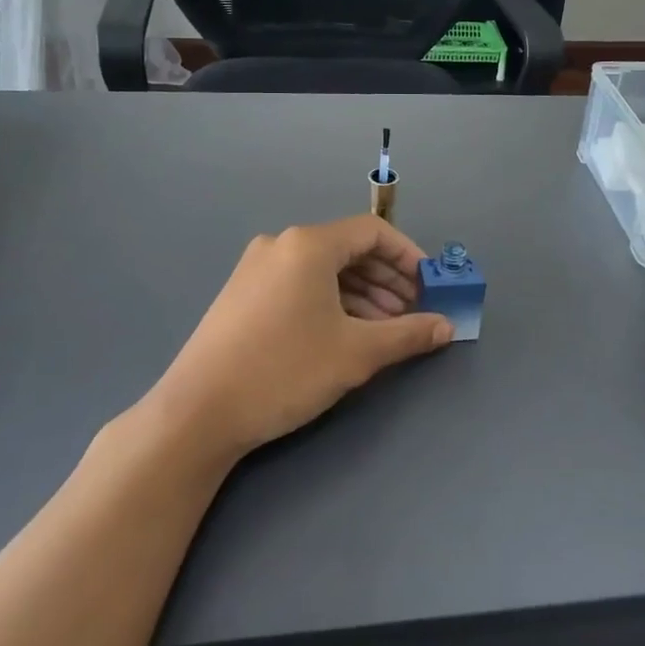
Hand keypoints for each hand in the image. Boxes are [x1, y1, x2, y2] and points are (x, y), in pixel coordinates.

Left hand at [147, 215, 454, 460]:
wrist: (197, 413)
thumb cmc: (284, 370)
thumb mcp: (357, 353)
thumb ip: (408, 334)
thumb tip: (447, 327)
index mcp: (308, 244)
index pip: (373, 232)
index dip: (409, 257)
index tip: (431, 288)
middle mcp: (280, 245)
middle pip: (348, 249)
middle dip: (387, 279)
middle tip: (412, 313)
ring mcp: (256, 268)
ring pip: (324, 269)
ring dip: (361, 293)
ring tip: (384, 329)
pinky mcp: (242, 294)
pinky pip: (300, 284)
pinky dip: (330, 301)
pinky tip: (345, 333)